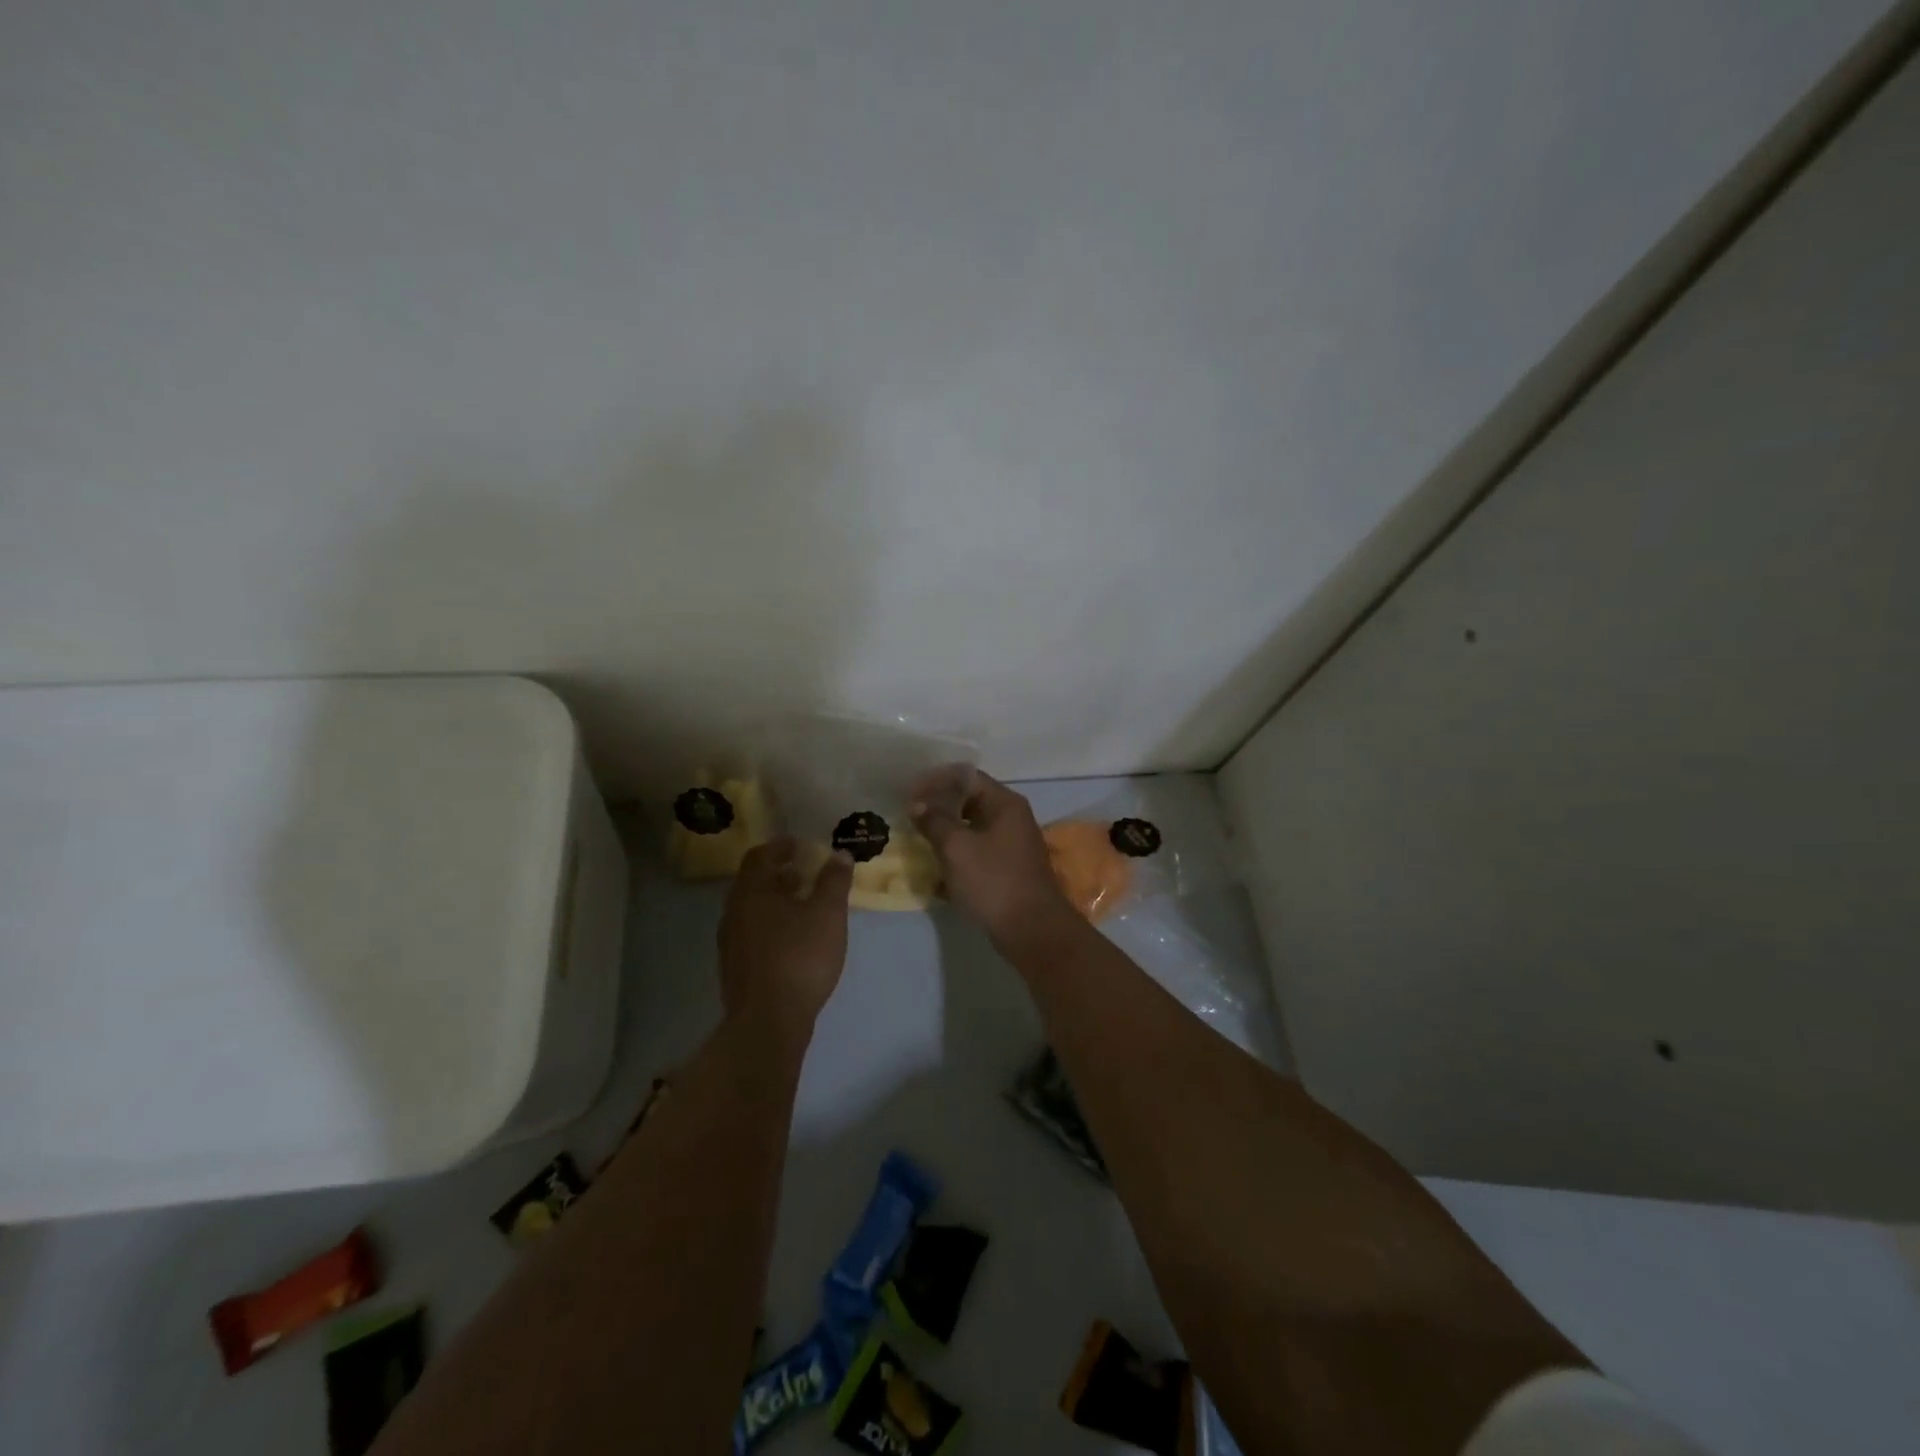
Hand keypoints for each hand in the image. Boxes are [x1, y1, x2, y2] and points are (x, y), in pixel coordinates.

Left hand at [718, 838, 853, 1040]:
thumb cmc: (800, 957)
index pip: (760, 856)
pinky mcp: (735, 968)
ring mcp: (731, 942)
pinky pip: (752, 932)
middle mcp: (734, 912)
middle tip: (802, 869)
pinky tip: (792, 936)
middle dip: (777, 872)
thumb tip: (839, 853)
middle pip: (753, 882)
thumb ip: (834, 881)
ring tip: (801, 902)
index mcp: (752, 892)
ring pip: (752, 909)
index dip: (779, 846)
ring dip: (774, 899)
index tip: (798, 844)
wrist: (768, 1021)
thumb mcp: (828, 914)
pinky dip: (771, 923)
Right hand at [910, 769, 1078, 952]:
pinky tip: (934, 871)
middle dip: (939, 808)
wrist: (1031, 931)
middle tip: (909, 817)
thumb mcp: (957, 848)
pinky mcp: (1007, 870)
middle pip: (970, 802)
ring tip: (917, 841)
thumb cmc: (993, 881)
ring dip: (945, 834)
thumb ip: (935, 821)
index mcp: (1005, 803)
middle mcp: (1012, 818)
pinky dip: (956, 857)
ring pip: (972, 830)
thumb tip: (917, 804)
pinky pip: (976, 854)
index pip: (967, 777)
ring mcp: (1011, 846)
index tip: (909, 793)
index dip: (936, 781)